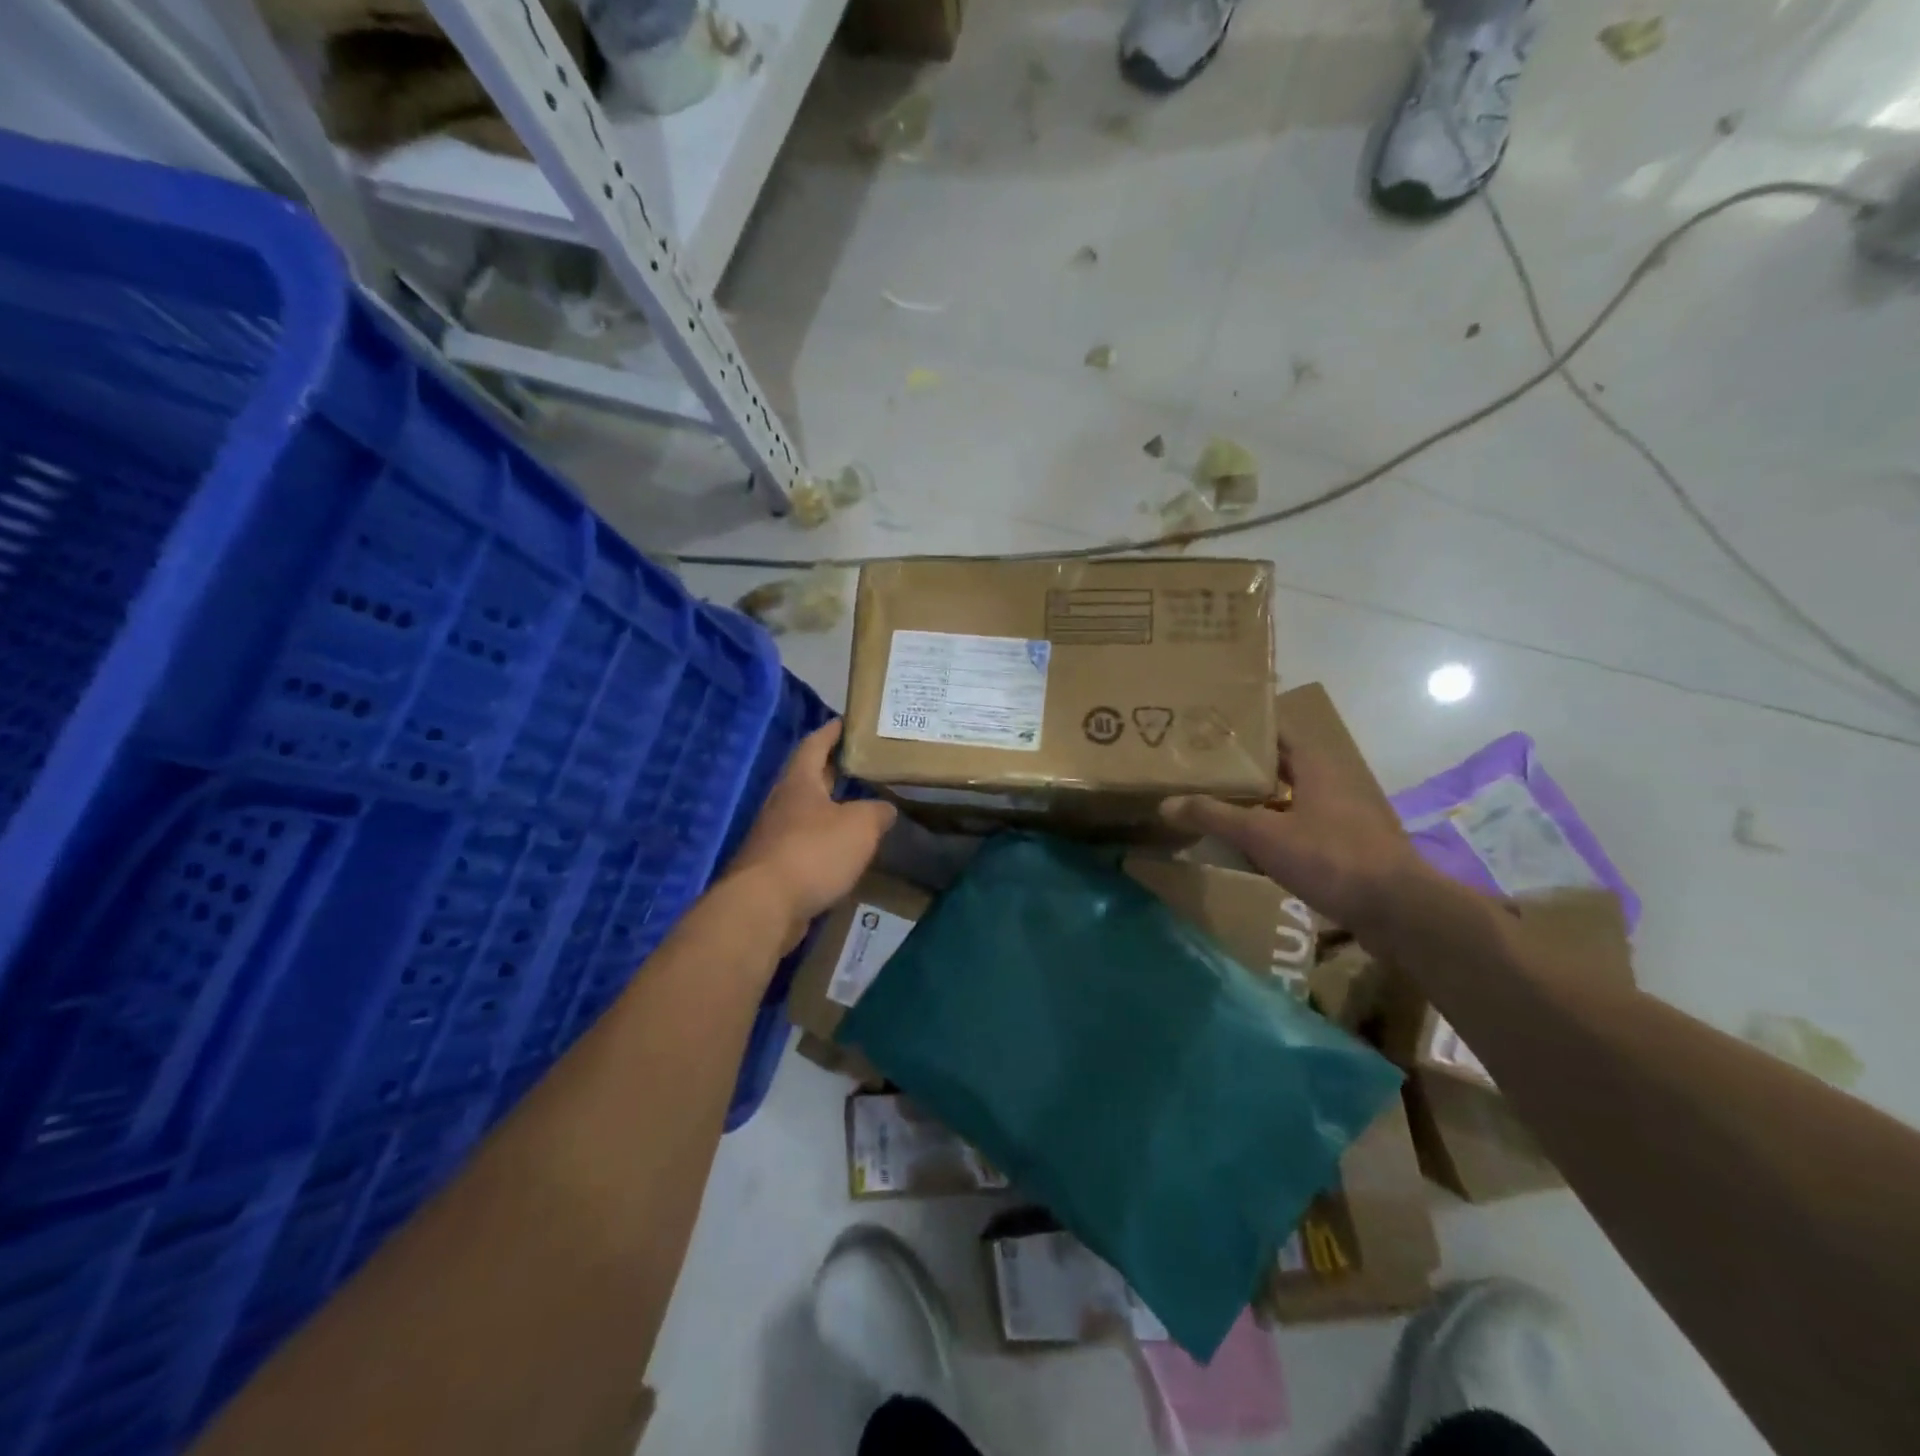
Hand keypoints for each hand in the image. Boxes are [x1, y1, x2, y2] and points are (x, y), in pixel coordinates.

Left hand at [726, 720, 895, 949]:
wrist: (764, 907)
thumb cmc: (813, 852)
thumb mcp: (860, 826)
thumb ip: (876, 812)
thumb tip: (885, 808)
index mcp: (799, 783)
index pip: (814, 745)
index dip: (831, 732)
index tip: (845, 722)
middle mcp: (782, 803)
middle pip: (808, 779)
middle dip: (833, 771)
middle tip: (861, 765)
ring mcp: (774, 836)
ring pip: (806, 814)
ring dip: (829, 810)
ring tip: (859, 810)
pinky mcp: (774, 868)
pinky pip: (804, 845)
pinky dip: (823, 843)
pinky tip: (843, 852)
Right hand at [1160, 734, 1425, 932]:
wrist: (1398, 911)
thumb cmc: (1331, 858)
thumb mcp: (1263, 835)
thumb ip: (1214, 816)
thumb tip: (1166, 803)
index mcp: (1316, 766)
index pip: (1276, 732)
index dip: (1244, 729)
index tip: (1209, 731)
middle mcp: (1332, 784)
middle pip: (1281, 766)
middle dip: (1244, 768)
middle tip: (1204, 769)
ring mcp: (1343, 817)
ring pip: (1291, 800)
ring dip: (1259, 802)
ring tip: (1218, 805)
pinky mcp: (1347, 848)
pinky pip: (1301, 829)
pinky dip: (1275, 831)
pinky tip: (1251, 847)